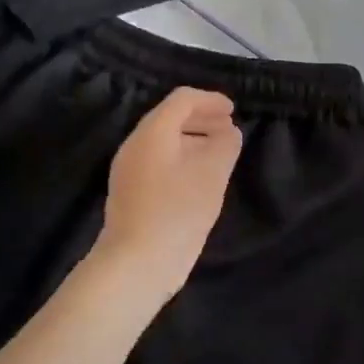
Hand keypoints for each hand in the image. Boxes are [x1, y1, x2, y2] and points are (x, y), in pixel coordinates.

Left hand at [89, 88, 243, 306]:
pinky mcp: (131, 192)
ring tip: (219, 152)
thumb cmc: (177, 211)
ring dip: (193, 139)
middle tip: (229, 128)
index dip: (210, 100)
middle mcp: (136, 144)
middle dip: (202, 118)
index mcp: (152, 132)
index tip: (233, 111)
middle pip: (170, 117)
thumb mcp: (212, 174)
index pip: (182, 100)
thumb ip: (225, 145)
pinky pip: (158, 161)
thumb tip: (229, 132)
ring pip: (164, 141)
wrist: (136, 263)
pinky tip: (199, 176)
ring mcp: (129, 169)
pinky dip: (182, 157)